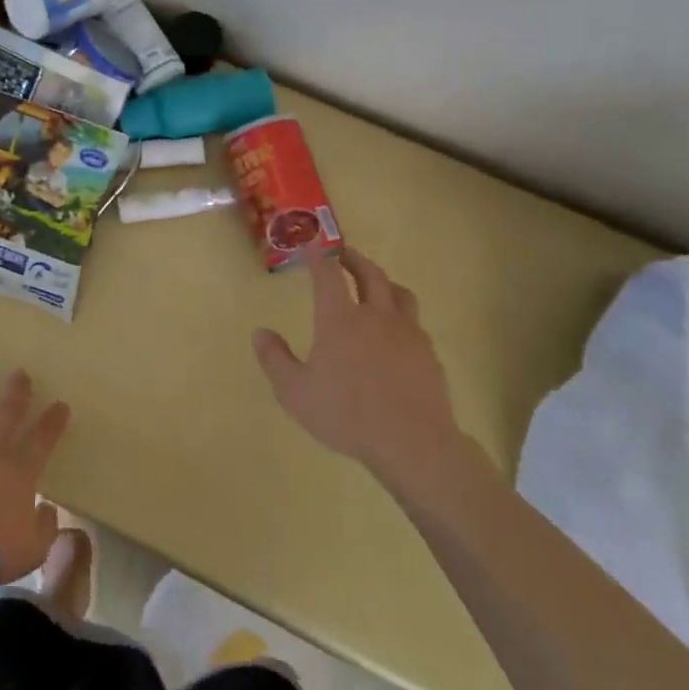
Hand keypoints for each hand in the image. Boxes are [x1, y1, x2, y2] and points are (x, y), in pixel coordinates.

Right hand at [251, 248, 461, 481]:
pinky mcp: (428, 354)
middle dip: (354, 260)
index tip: (310, 247)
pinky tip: (397, 331)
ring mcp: (407, 333)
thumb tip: (260, 332)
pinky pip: (415, 322)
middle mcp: (375, 316)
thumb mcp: (295, 392)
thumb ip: (274, 359)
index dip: (317, 258)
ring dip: (384, 281)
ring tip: (376, 285)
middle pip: (370, 274)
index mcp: (340, 319)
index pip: (327, 275)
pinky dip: (401, 315)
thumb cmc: (346, 414)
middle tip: (344, 255)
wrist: (412, 443)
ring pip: (399, 293)